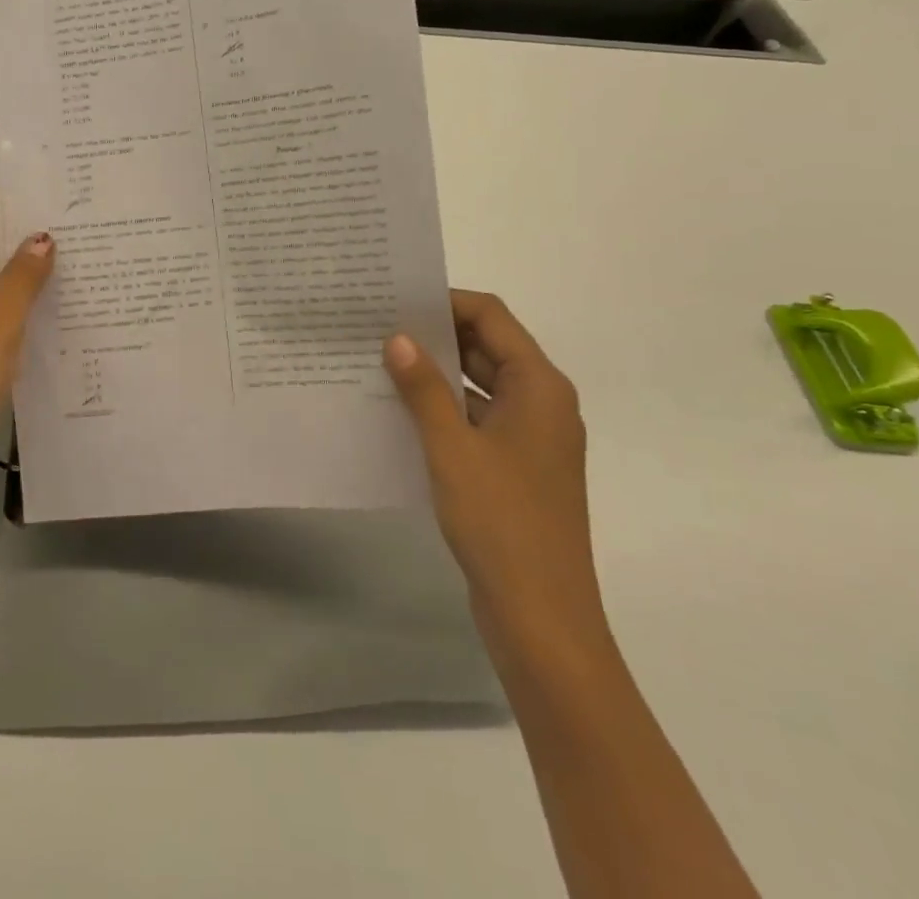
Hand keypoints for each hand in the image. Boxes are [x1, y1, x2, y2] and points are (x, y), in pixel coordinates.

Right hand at [383, 290, 606, 664]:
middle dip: (435, 334)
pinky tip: (399, 411)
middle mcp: (541, 403)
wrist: (542, 619)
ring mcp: (530, 439)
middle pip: (487, 347)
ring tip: (378, 361)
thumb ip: (424, 388)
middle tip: (377, 325)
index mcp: (539, 387)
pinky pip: (476, 419)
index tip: (396, 298)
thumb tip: (397, 337)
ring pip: (479, 385)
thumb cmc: (501, 523)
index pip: (491, 317)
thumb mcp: (452, 448)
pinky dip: (443, 409)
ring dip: (436, 373)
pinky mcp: (516, 468)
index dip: (445, 301)